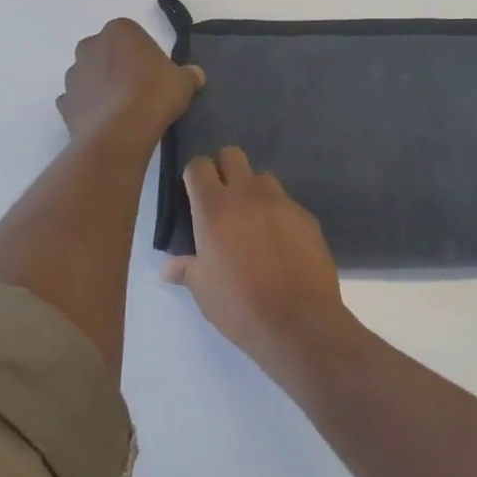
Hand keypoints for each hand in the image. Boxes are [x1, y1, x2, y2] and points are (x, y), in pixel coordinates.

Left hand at [56, 18, 203, 151]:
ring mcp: (73, 75)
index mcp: (119, 30)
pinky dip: (90, 108)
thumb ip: (189, 75)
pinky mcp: (64, 103)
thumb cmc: (154, 94)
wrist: (119, 133)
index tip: (156, 72)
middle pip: (107, 52)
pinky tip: (108, 122)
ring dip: (103, 87)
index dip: (145, 53)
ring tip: (124, 110)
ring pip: (90, 76)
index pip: (133, 34)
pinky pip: (79, 101)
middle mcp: (90, 46)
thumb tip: (195, 75)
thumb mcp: (184, 82)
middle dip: (119, 66)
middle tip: (141, 88)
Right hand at [163, 146, 357, 379]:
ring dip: (253, 192)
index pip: (199, 166)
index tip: (193, 195)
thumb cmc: (240, 305)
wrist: (299, 321)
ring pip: (263, 178)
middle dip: (224, 170)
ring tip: (252, 223)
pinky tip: (279, 244)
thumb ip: (187, 268)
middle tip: (221, 202)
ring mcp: (282, 202)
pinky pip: (287, 204)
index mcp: (215, 207)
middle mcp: (248, 194)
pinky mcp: (307, 216)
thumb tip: (169, 266)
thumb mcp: (203, 290)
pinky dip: (278, 215)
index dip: (194, 176)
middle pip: (233, 155)